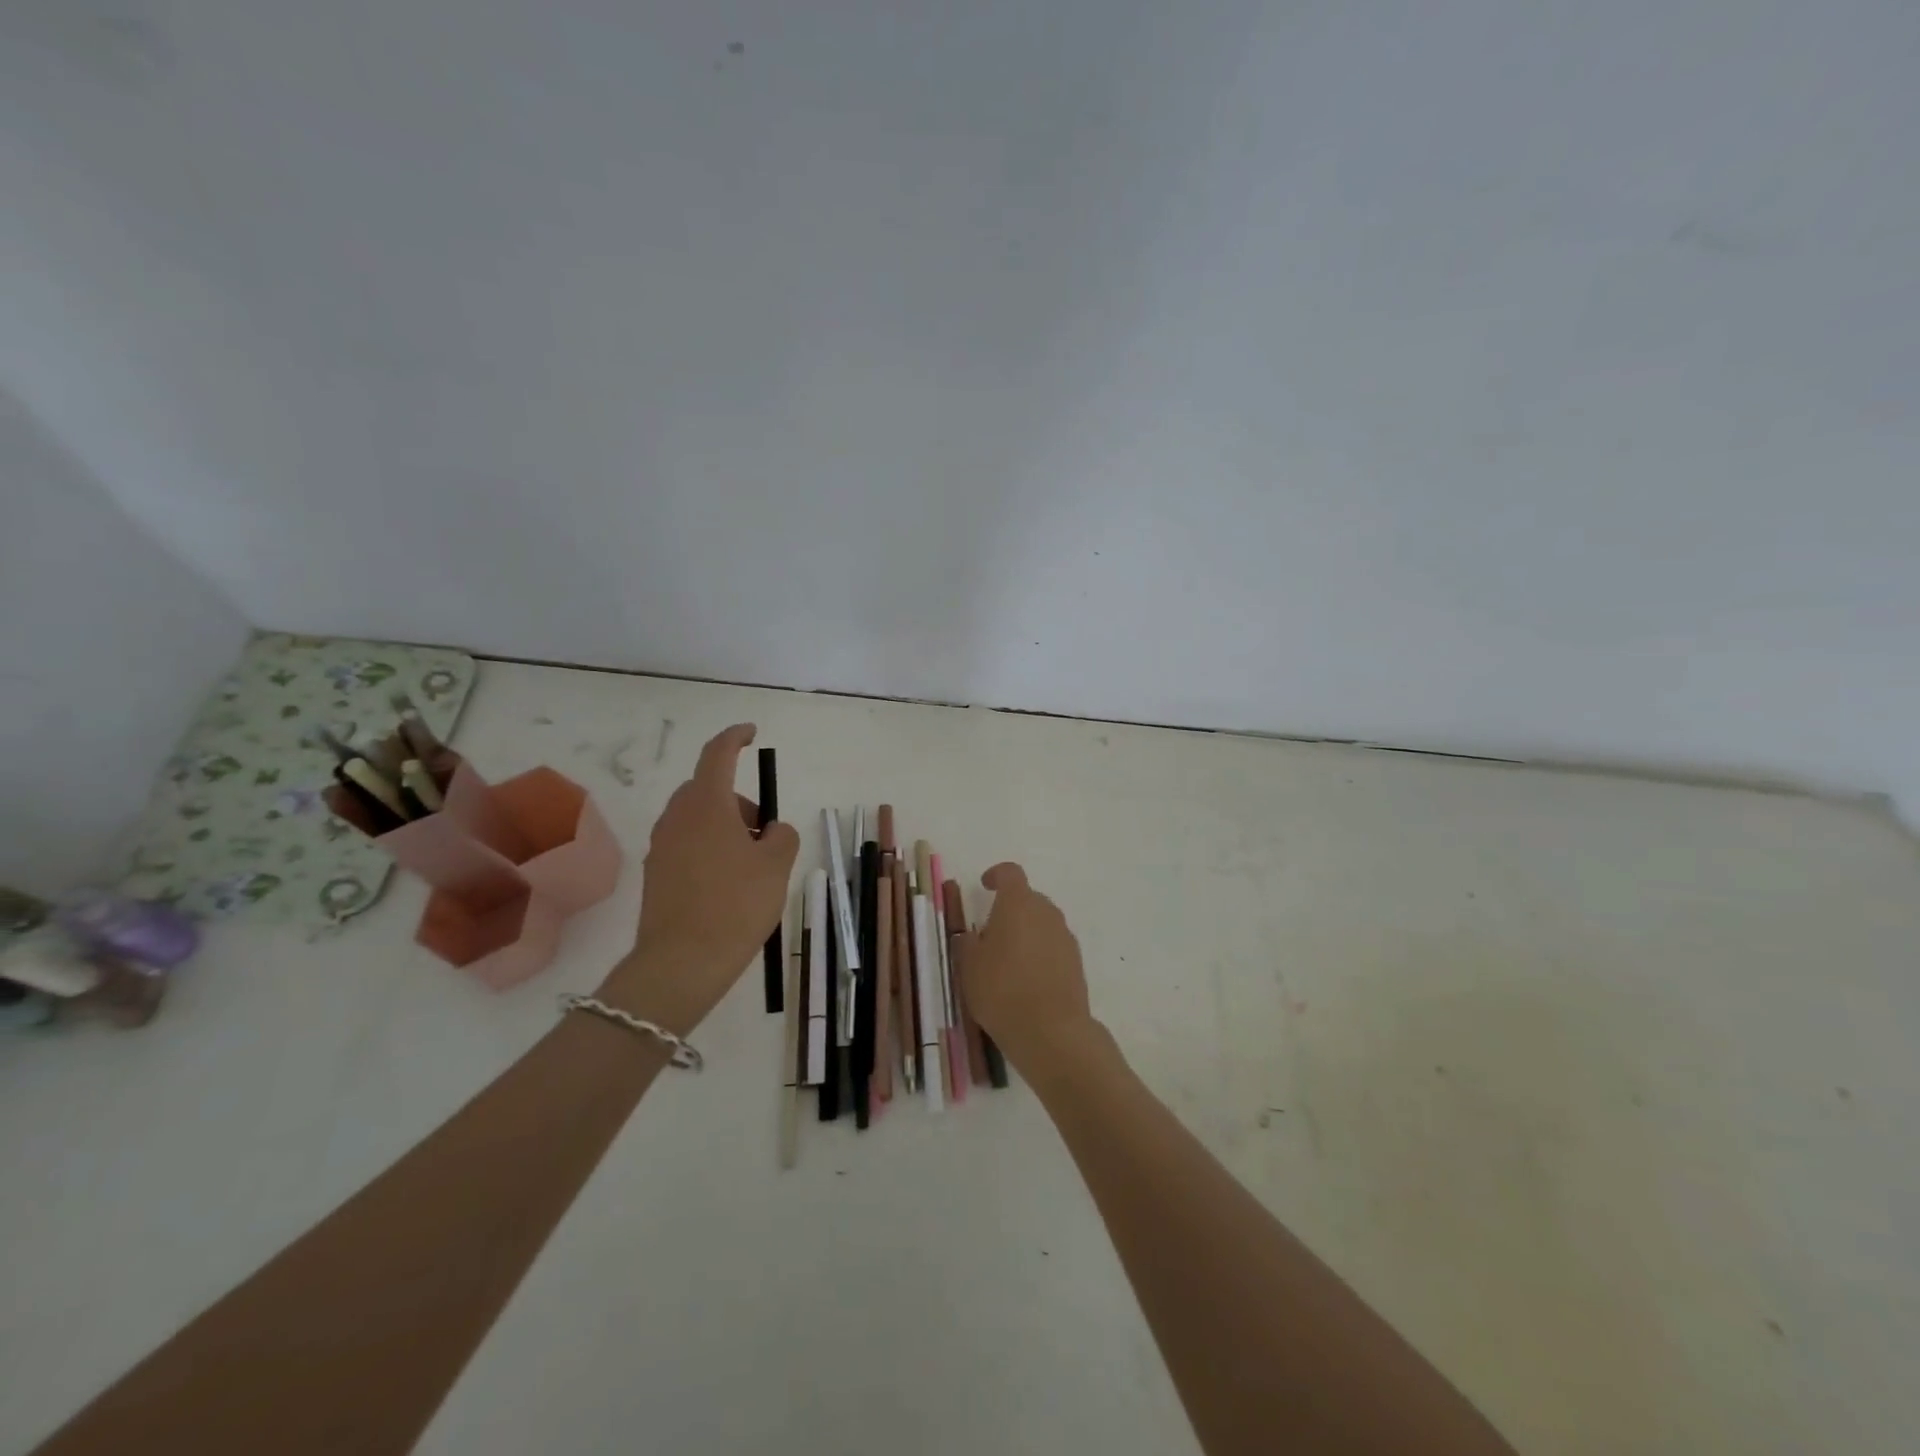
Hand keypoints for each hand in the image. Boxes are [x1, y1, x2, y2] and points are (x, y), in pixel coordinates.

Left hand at [598, 724, 798, 1032]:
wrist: (681, 963)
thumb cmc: (736, 904)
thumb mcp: (777, 865)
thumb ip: (782, 836)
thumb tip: (771, 831)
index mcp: (707, 805)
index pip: (718, 754)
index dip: (735, 737)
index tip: (751, 734)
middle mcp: (677, 818)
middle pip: (708, 789)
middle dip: (738, 800)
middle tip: (765, 831)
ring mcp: (661, 846)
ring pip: (697, 819)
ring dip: (725, 826)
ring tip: (751, 864)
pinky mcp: (656, 874)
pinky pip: (687, 844)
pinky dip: (710, 848)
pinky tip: (729, 884)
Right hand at [956, 863, 1097, 1075]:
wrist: (1051, 1031)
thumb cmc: (1002, 989)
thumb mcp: (969, 966)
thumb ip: (967, 943)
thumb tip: (971, 936)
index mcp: (1018, 903)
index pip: (1010, 873)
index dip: (996, 875)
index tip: (985, 885)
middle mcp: (1046, 912)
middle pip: (1028, 898)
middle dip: (1010, 909)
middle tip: (990, 935)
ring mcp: (1065, 936)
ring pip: (1042, 923)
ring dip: (1026, 932)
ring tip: (1008, 961)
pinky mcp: (1076, 962)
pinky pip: (1053, 945)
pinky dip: (1040, 952)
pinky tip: (1027, 979)